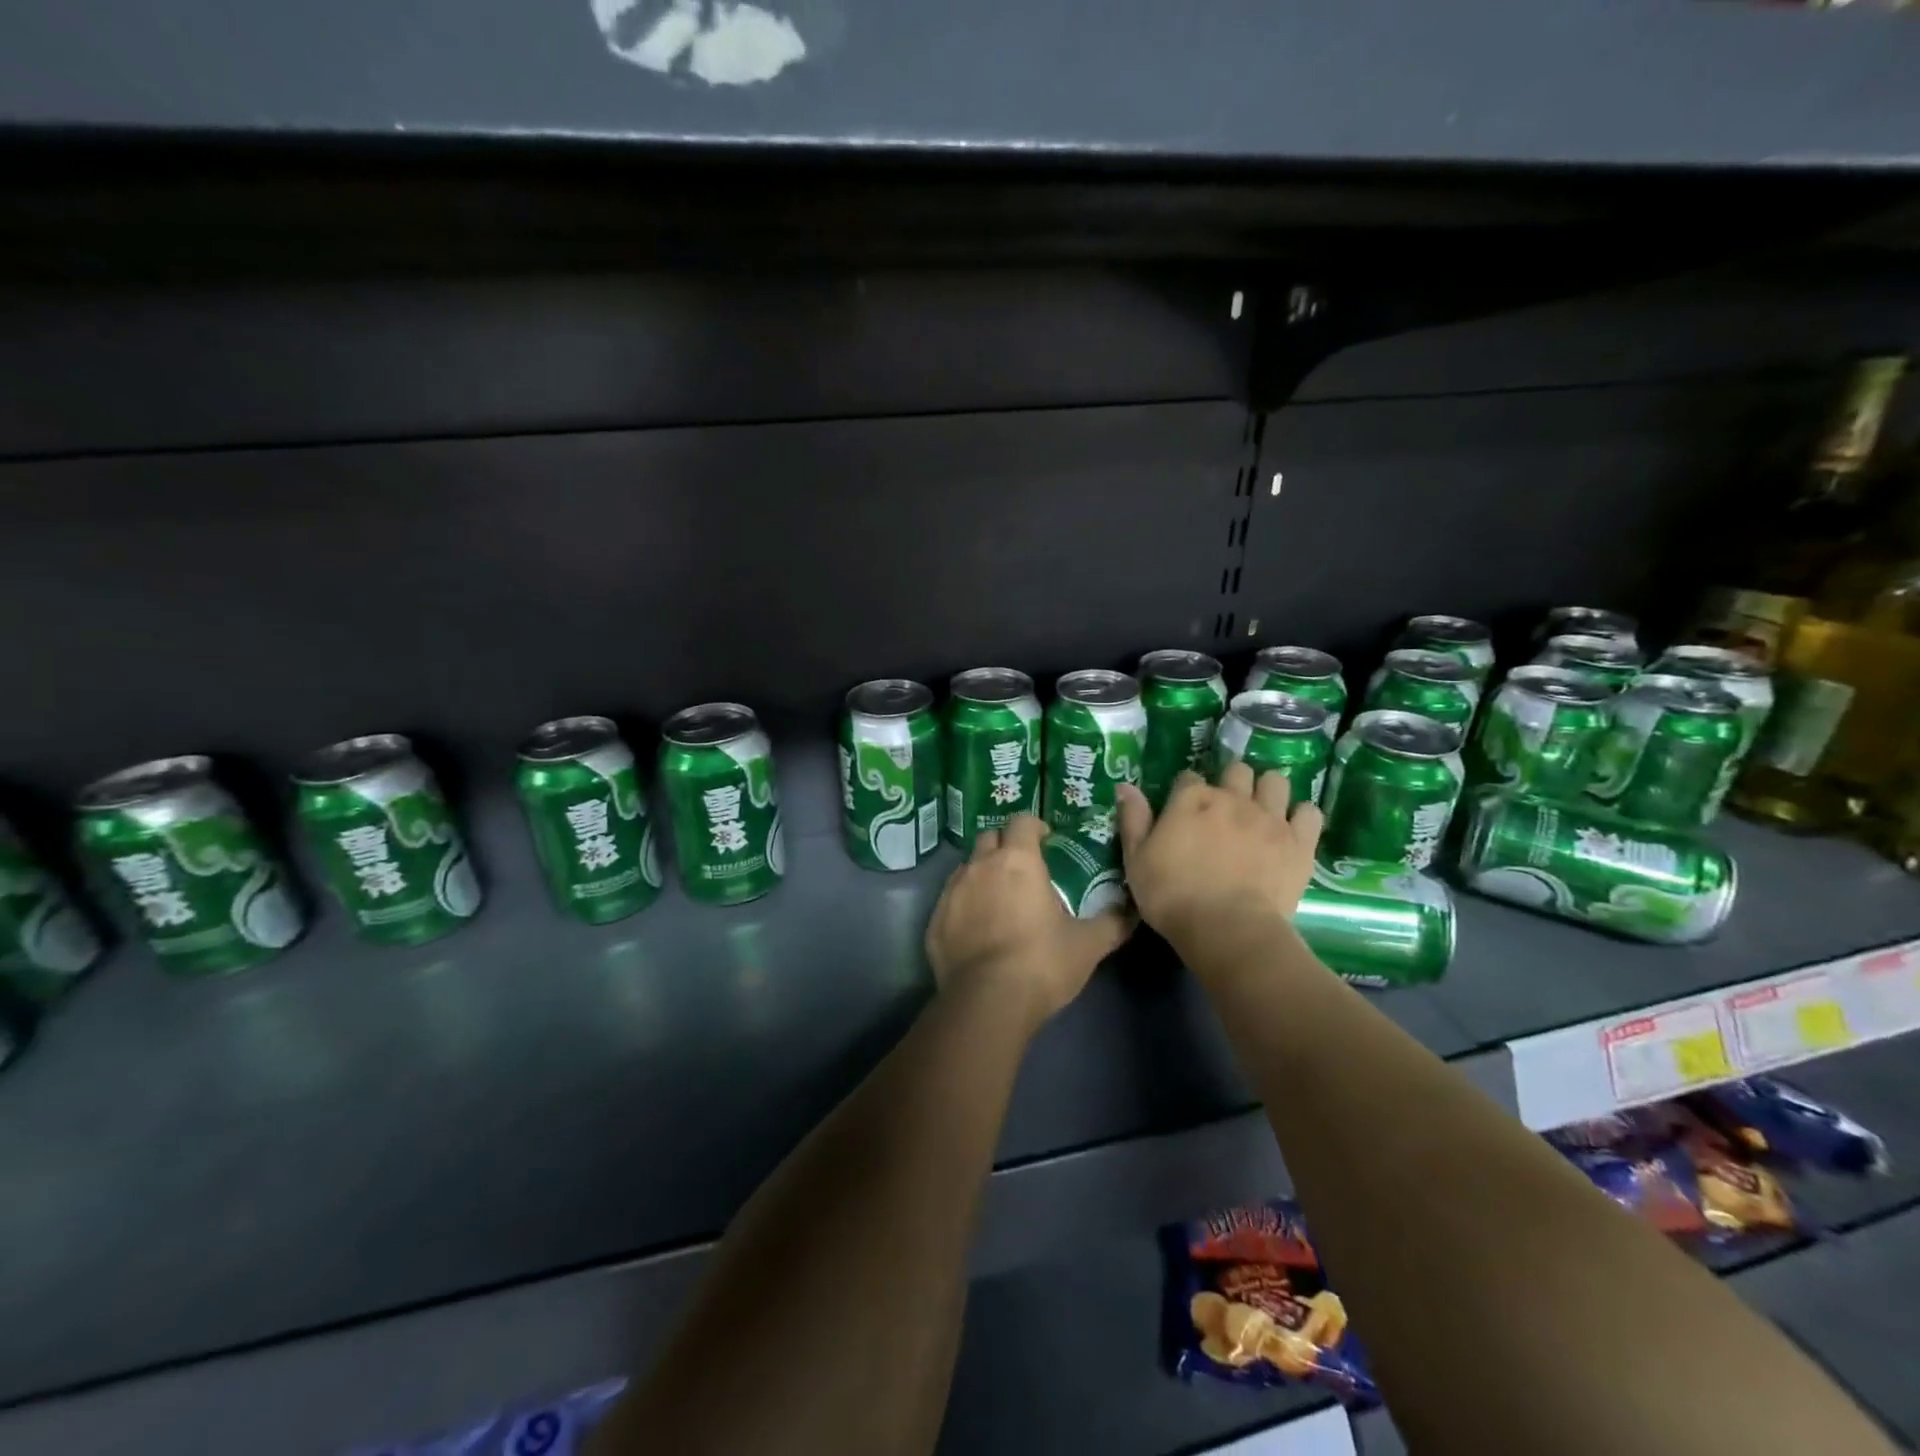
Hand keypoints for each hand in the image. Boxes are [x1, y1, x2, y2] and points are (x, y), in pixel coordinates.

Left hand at [925, 815, 1133, 1029]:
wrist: (986, 1002)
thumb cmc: (1041, 963)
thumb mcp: (1088, 945)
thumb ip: (1112, 923)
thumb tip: (1131, 911)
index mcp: (1017, 861)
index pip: (1022, 821)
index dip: (1034, 827)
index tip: (1046, 842)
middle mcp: (980, 866)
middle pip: (990, 837)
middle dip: (1005, 845)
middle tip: (1022, 869)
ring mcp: (952, 891)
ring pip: (967, 867)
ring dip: (982, 873)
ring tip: (999, 900)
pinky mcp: (934, 920)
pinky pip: (950, 899)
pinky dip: (964, 904)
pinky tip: (977, 929)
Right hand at [1116, 763, 1322, 952]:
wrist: (1228, 929)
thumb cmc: (1172, 896)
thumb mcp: (1136, 860)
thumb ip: (1133, 820)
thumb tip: (1126, 786)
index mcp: (1191, 800)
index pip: (1188, 777)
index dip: (1185, 791)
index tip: (1183, 809)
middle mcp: (1232, 798)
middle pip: (1236, 770)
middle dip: (1231, 781)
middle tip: (1226, 806)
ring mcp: (1269, 817)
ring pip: (1275, 781)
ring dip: (1267, 790)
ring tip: (1261, 809)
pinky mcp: (1299, 841)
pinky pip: (1309, 812)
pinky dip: (1301, 816)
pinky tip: (1292, 828)